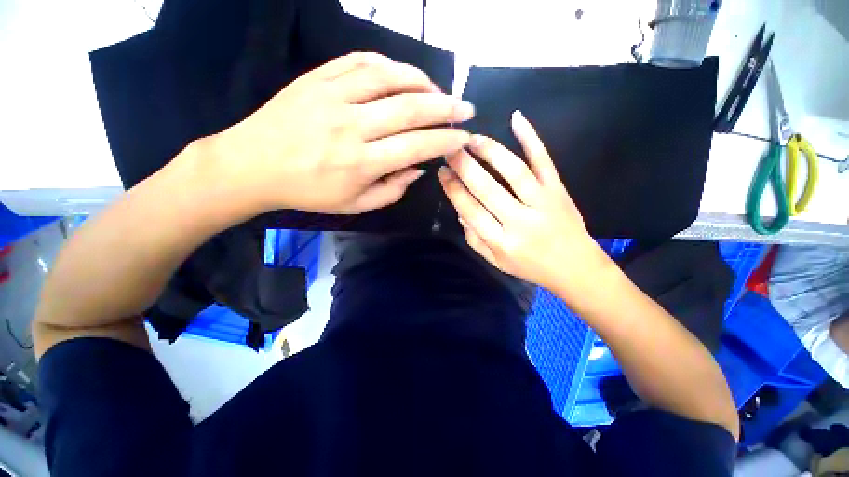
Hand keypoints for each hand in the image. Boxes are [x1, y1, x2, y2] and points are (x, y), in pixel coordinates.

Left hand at [209, 52, 473, 213]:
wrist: (253, 165)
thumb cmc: (308, 192)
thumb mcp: (355, 205)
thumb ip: (391, 191)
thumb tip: (418, 169)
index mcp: (361, 163)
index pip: (416, 147)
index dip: (445, 141)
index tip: (464, 137)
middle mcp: (351, 126)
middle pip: (409, 109)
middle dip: (446, 108)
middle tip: (465, 107)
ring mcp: (332, 96)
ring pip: (388, 77)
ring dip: (420, 81)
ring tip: (436, 91)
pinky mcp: (316, 78)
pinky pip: (358, 62)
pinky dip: (386, 64)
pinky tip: (400, 74)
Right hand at [438, 111, 612, 295]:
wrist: (577, 268)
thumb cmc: (531, 267)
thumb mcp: (497, 262)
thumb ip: (475, 240)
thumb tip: (460, 212)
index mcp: (502, 242)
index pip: (470, 210)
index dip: (453, 189)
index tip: (442, 173)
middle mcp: (520, 221)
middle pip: (487, 188)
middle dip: (464, 166)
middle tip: (449, 149)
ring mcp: (542, 202)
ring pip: (513, 171)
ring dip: (490, 151)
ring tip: (472, 139)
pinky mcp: (558, 190)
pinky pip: (544, 161)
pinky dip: (531, 138)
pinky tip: (516, 119)